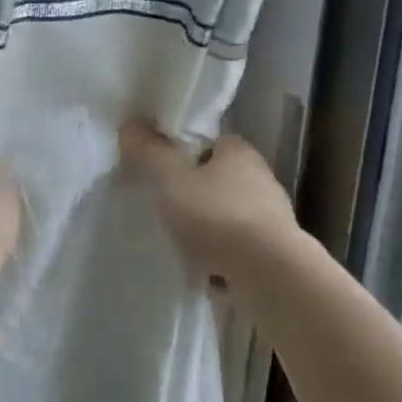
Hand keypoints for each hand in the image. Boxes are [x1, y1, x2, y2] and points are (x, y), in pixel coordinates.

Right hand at [119, 123, 299, 282]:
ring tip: (175, 241)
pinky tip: (197, 268)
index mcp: (239, 152)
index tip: (159, 168)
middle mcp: (260, 179)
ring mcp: (270, 219)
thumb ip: (149, 153)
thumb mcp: (172, 180)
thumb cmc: (218, 216)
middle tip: (162, 205)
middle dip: (193, 192)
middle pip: (218, 179)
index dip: (183, 151)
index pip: (209, 142)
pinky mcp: (272, 254)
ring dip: (206, 227)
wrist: (270, 276)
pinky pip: (235, 248)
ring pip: (227, 215)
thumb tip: (129, 126)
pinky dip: (218, 255)